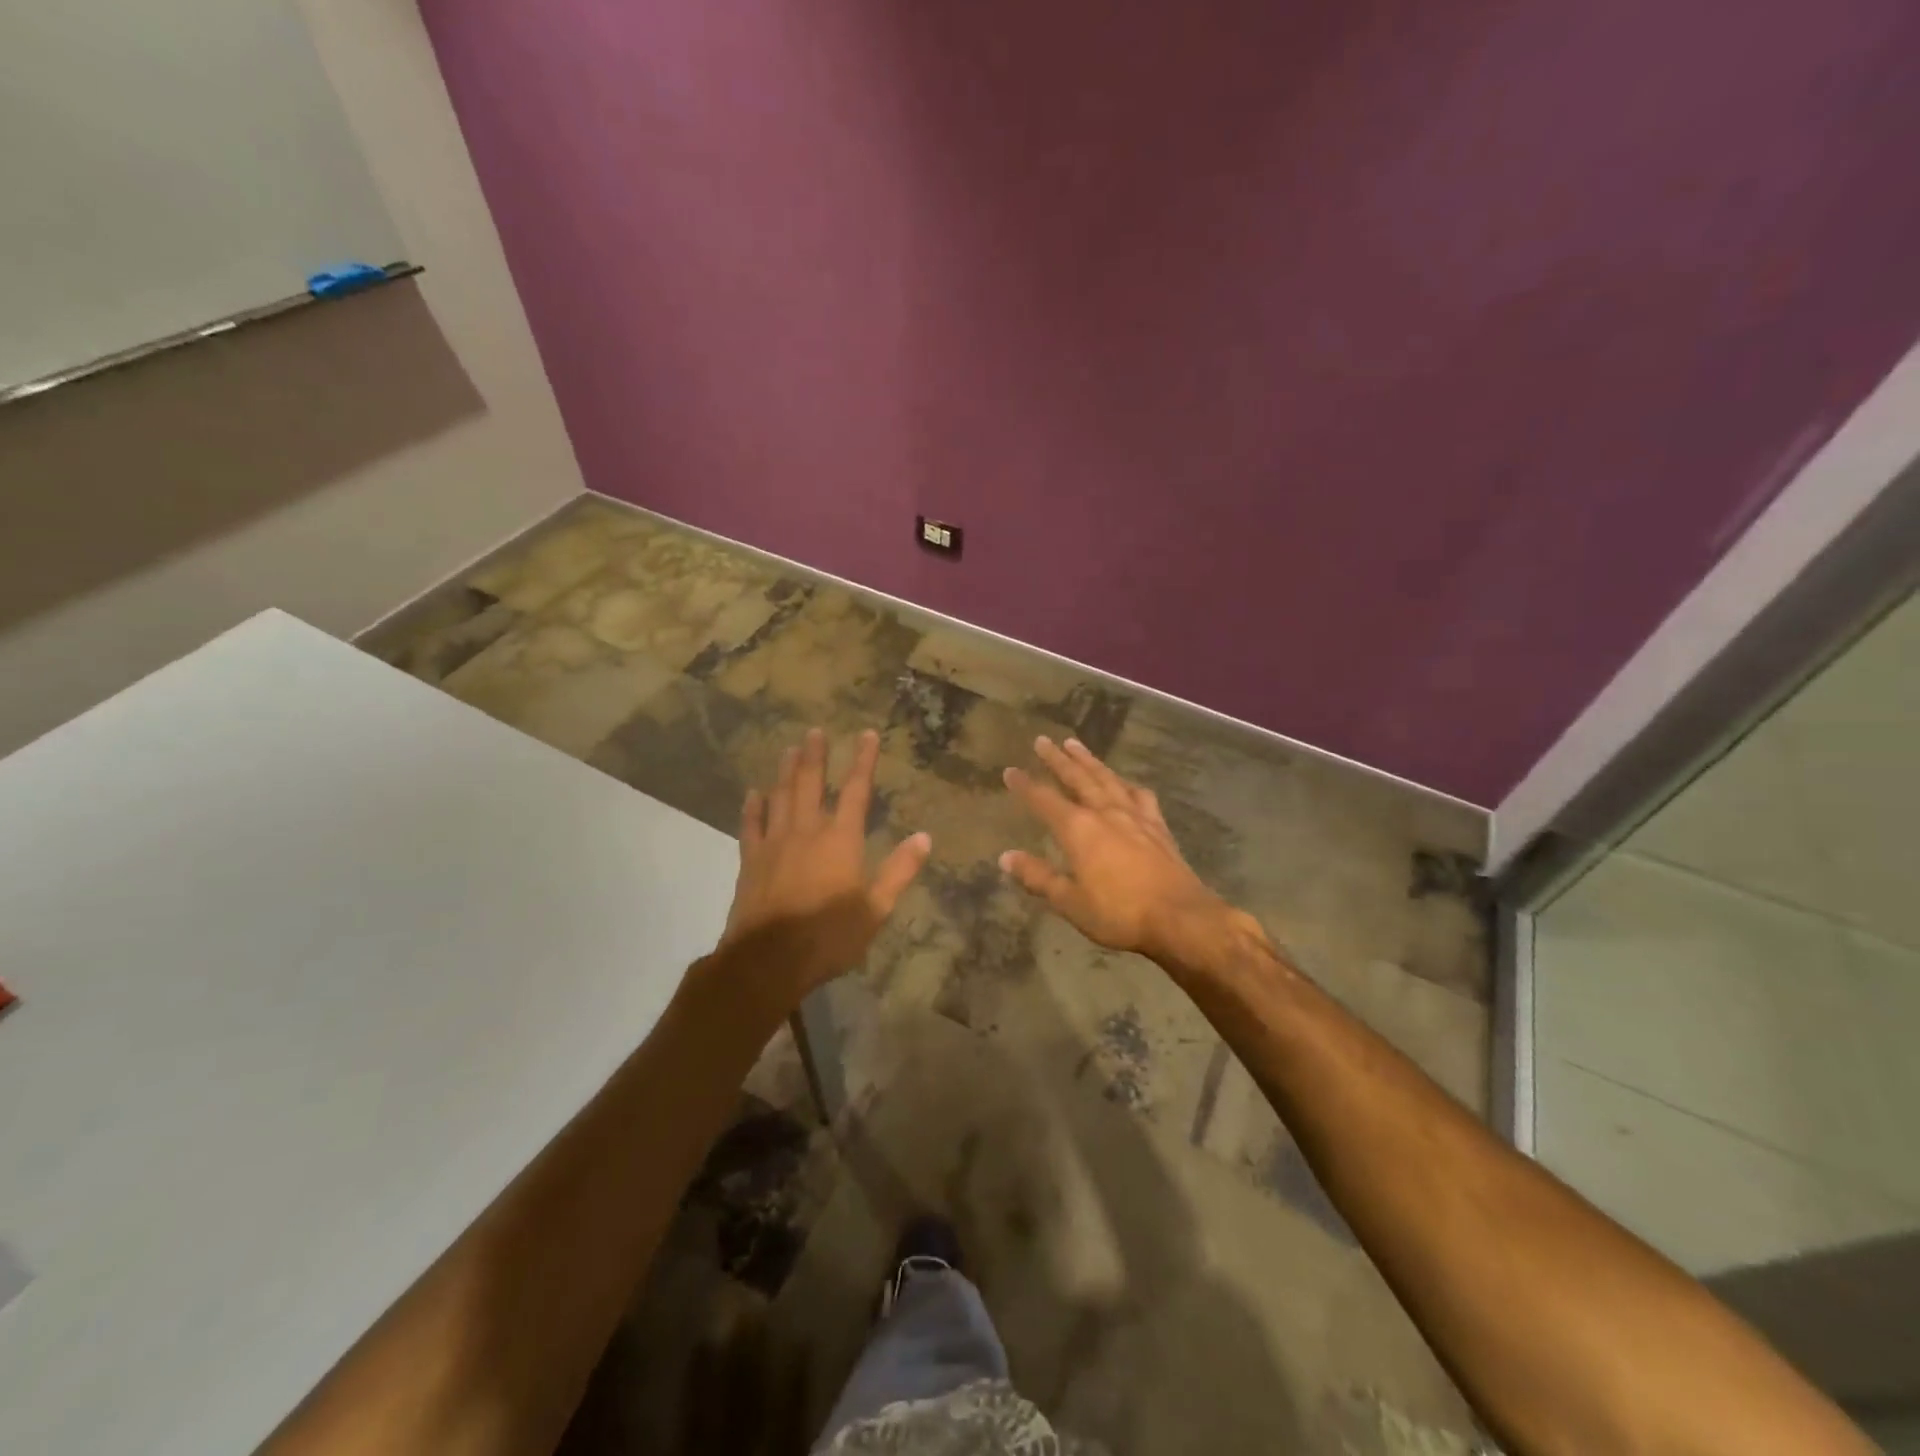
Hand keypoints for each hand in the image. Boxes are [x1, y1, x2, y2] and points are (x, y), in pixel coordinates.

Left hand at [716, 727, 930, 1006]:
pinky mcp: (751, 860)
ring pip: (780, 796)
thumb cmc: (829, 936)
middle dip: (815, 755)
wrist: (768, 960)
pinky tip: (753, 793)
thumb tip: (925, 837)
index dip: (863, 760)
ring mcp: (775, 843)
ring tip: (790, 749)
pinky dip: (753, 806)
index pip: (856, 790)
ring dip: (786, 771)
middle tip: (815, 731)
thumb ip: (900, 870)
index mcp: (841, 839)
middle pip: (810, 783)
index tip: (867, 734)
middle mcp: (807, 830)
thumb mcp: (876, 909)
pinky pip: (751, 825)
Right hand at [1001, 736, 1260, 965]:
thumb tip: (1005, 857)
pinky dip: (1127, 784)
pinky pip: (1139, 795)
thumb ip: (1038, 877)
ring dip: (1089, 761)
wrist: (1180, 917)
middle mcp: (1104, 813)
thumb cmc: (1119, 913)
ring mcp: (1134, 816)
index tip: (1010, 770)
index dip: (1025, 785)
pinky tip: (1126, 783)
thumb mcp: (1070, 901)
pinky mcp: (1157, 826)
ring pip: (1107, 779)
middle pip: (1077, 778)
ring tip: (1076, 745)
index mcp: (1078, 829)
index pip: (1044, 800)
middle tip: (1043, 740)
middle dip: (1057, 759)